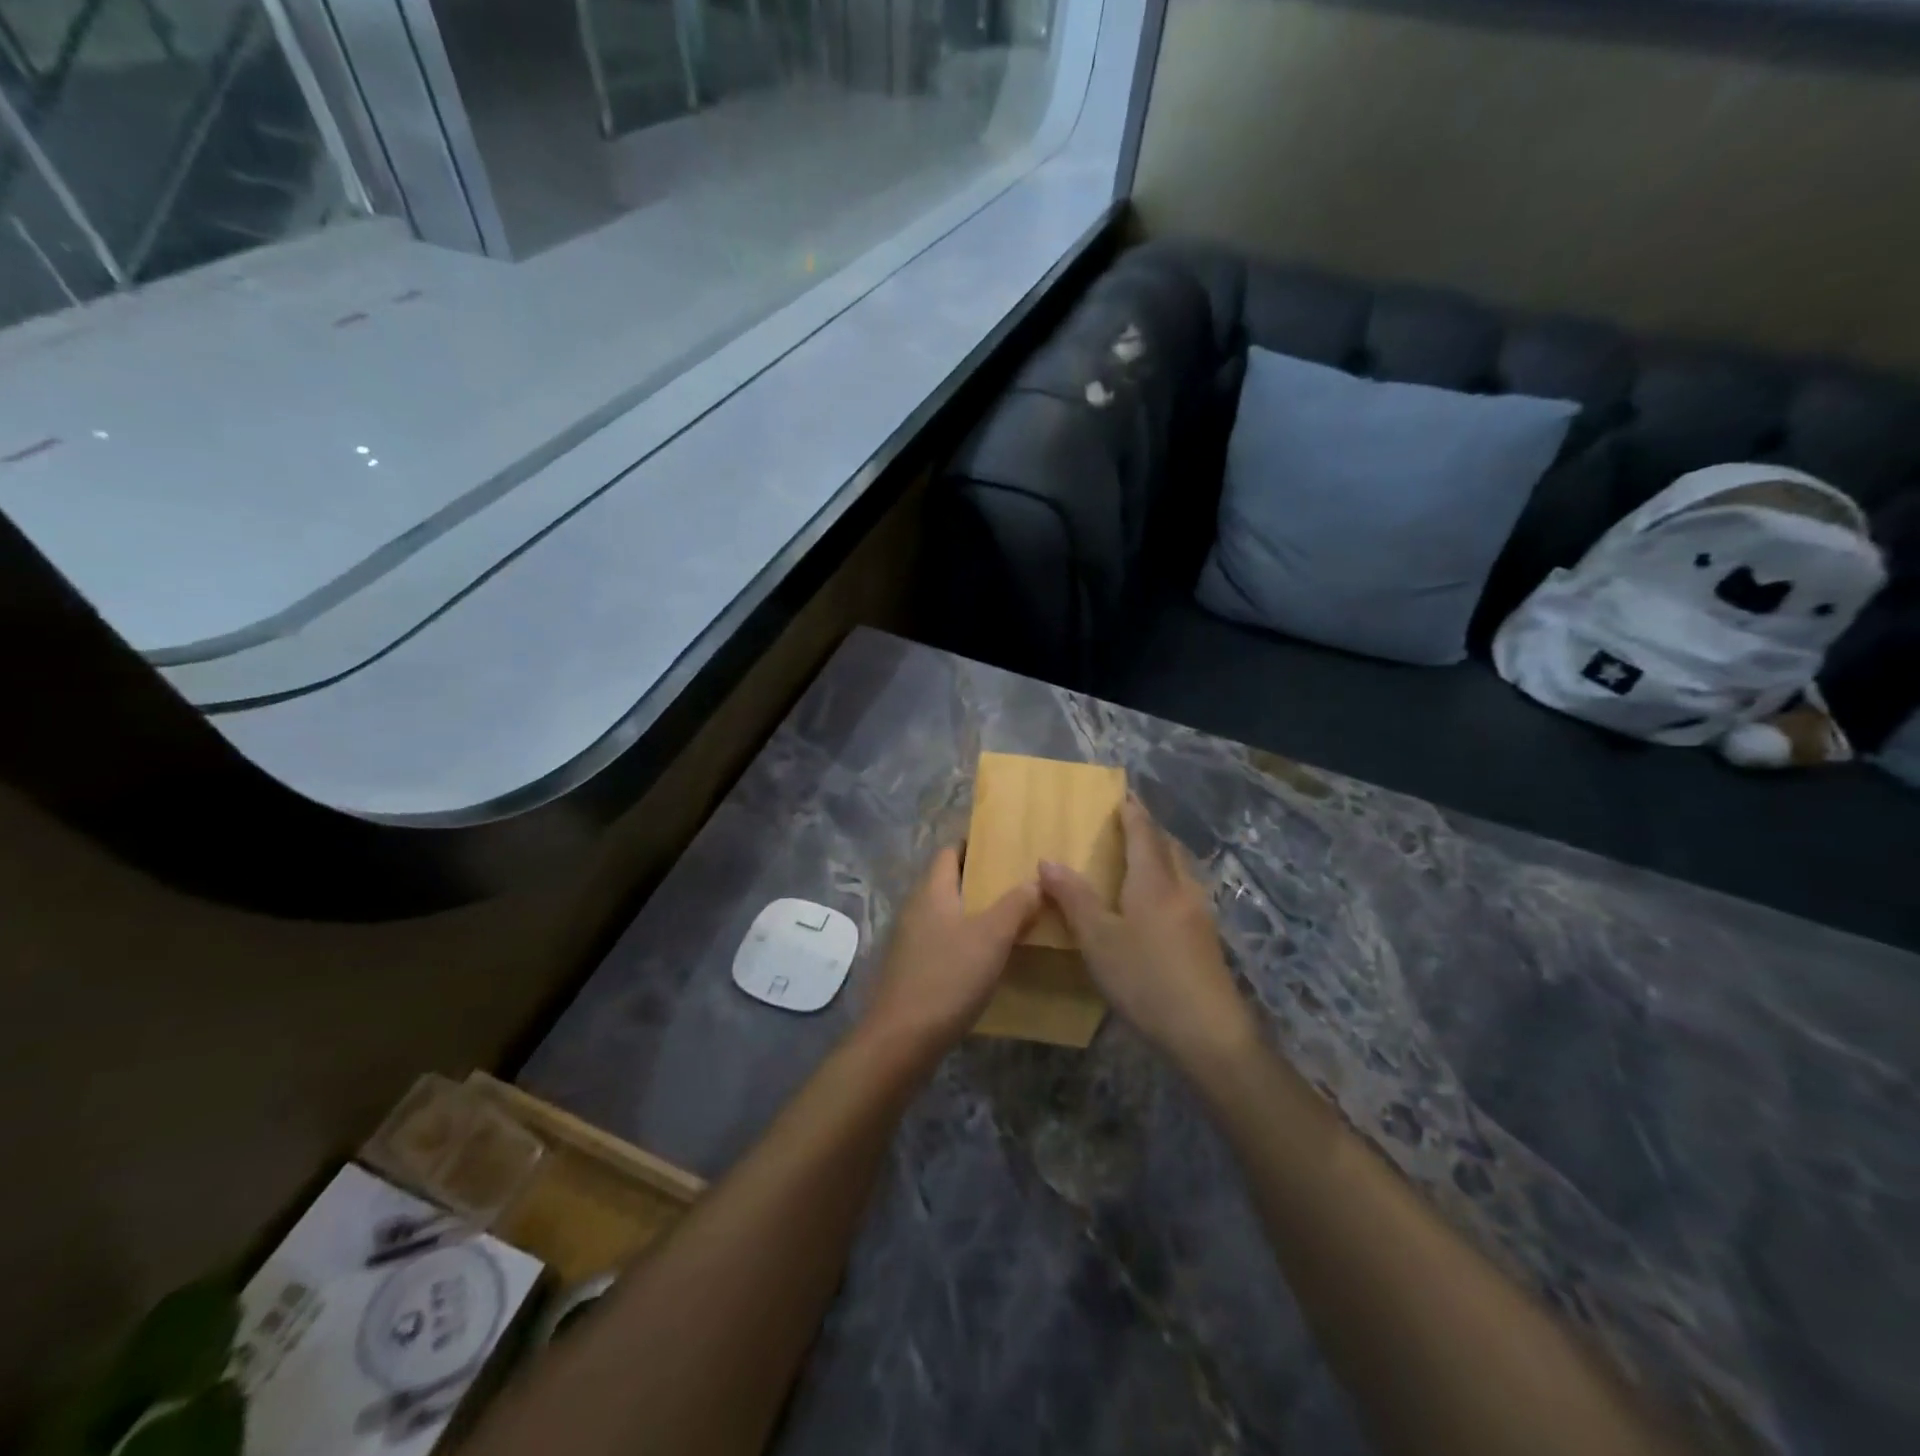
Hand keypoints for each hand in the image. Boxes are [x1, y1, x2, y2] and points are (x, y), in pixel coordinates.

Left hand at [860, 846, 1038, 1059]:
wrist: (901, 1039)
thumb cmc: (948, 977)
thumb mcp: (991, 938)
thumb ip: (1015, 905)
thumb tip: (1035, 879)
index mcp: (932, 891)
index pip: (949, 851)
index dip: (974, 844)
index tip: (1004, 845)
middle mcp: (916, 908)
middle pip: (948, 881)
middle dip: (980, 879)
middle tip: (1018, 881)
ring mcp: (911, 940)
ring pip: (947, 913)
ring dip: (974, 911)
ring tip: (1011, 916)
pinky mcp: (912, 969)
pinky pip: (943, 940)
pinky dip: (965, 939)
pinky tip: (988, 955)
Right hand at [1040, 797, 1258, 1073]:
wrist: (1208, 1033)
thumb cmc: (1146, 979)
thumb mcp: (1098, 940)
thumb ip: (1074, 898)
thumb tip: (1048, 860)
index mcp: (1154, 881)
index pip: (1144, 832)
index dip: (1133, 811)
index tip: (1123, 793)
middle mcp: (1182, 888)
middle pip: (1169, 846)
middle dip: (1150, 830)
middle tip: (1128, 823)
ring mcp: (1200, 914)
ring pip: (1182, 870)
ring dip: (1163, 855)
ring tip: (1140, 859)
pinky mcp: (1207, 939)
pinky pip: (1186, 892)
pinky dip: (1169, 881)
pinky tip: (1158, 904)